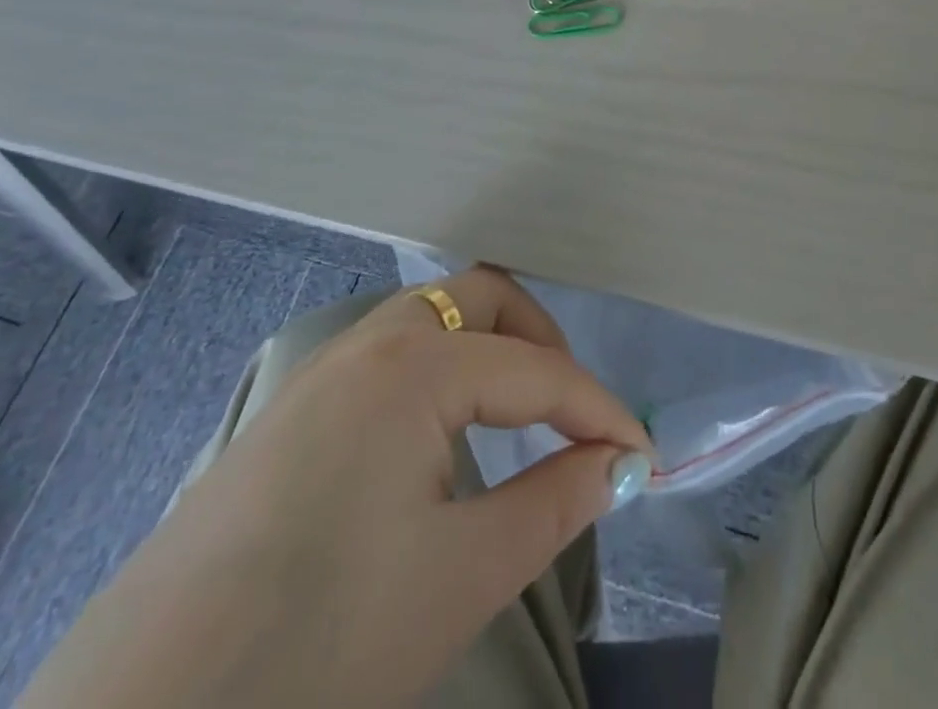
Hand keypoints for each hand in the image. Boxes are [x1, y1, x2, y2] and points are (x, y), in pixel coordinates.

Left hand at [21, 268, 653, 708]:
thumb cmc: (322, 639)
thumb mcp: (462, 576)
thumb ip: (555, 504)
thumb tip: (618, 465)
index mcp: (415, 365)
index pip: (537, 371)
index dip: (599, 410)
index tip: (643, 456)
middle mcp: (370, 342)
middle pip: (480, 299)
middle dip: (540, 342)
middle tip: (572, 411)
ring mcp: (323, 370)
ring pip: (431, 318)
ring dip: (487, 348)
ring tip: (518, 416)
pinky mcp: (293, 408)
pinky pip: (390, 352)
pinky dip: (440, 369)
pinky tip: (441, 435)